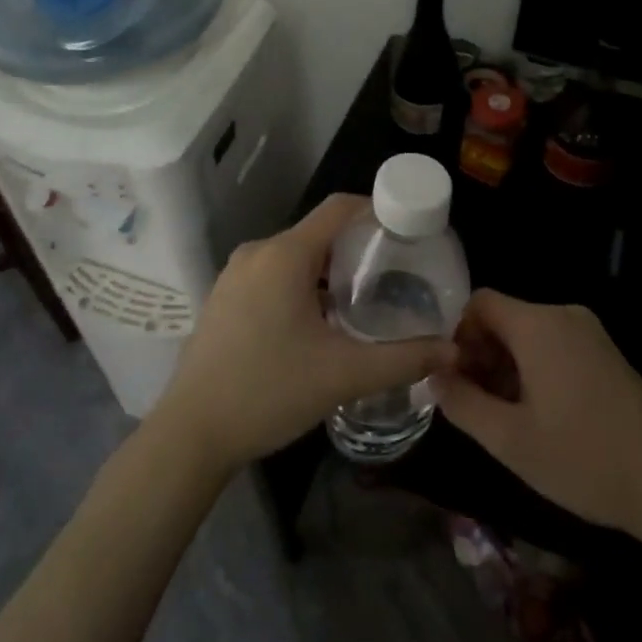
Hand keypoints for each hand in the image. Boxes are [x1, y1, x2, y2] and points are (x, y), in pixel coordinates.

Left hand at [152, 194, 457, 472]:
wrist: (190, 433)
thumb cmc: (269, 392)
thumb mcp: (344, 375)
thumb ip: (403, 359)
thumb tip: (451, 350)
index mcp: (285, 255)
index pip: (339, 208)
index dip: (377, 210)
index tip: (408, 230)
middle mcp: (258, 252)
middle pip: (319, 232)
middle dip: (358, 247)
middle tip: (395, 274)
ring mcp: (235, 274)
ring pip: (295, 255)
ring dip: (330, 270)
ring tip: (364, 299)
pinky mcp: (224, 297)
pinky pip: (273, 274)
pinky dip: (303, 284)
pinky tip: (320, 321)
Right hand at [433, 291, 641, 540]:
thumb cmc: (584, 458)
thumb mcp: (510, 440)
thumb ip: (462, 403)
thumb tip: (434, 376)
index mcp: (538, 324)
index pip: (480, 302)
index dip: (457, 335)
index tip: (453, 378)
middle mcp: (564, 316)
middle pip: (504, 318)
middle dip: (481, 354)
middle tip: (473, 404)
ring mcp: (590, 334)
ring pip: (529, 335)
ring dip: (506, 366)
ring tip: (503, 417)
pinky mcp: (607, 354)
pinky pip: (555, 346)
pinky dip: (534, 370)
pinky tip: (538, 416)